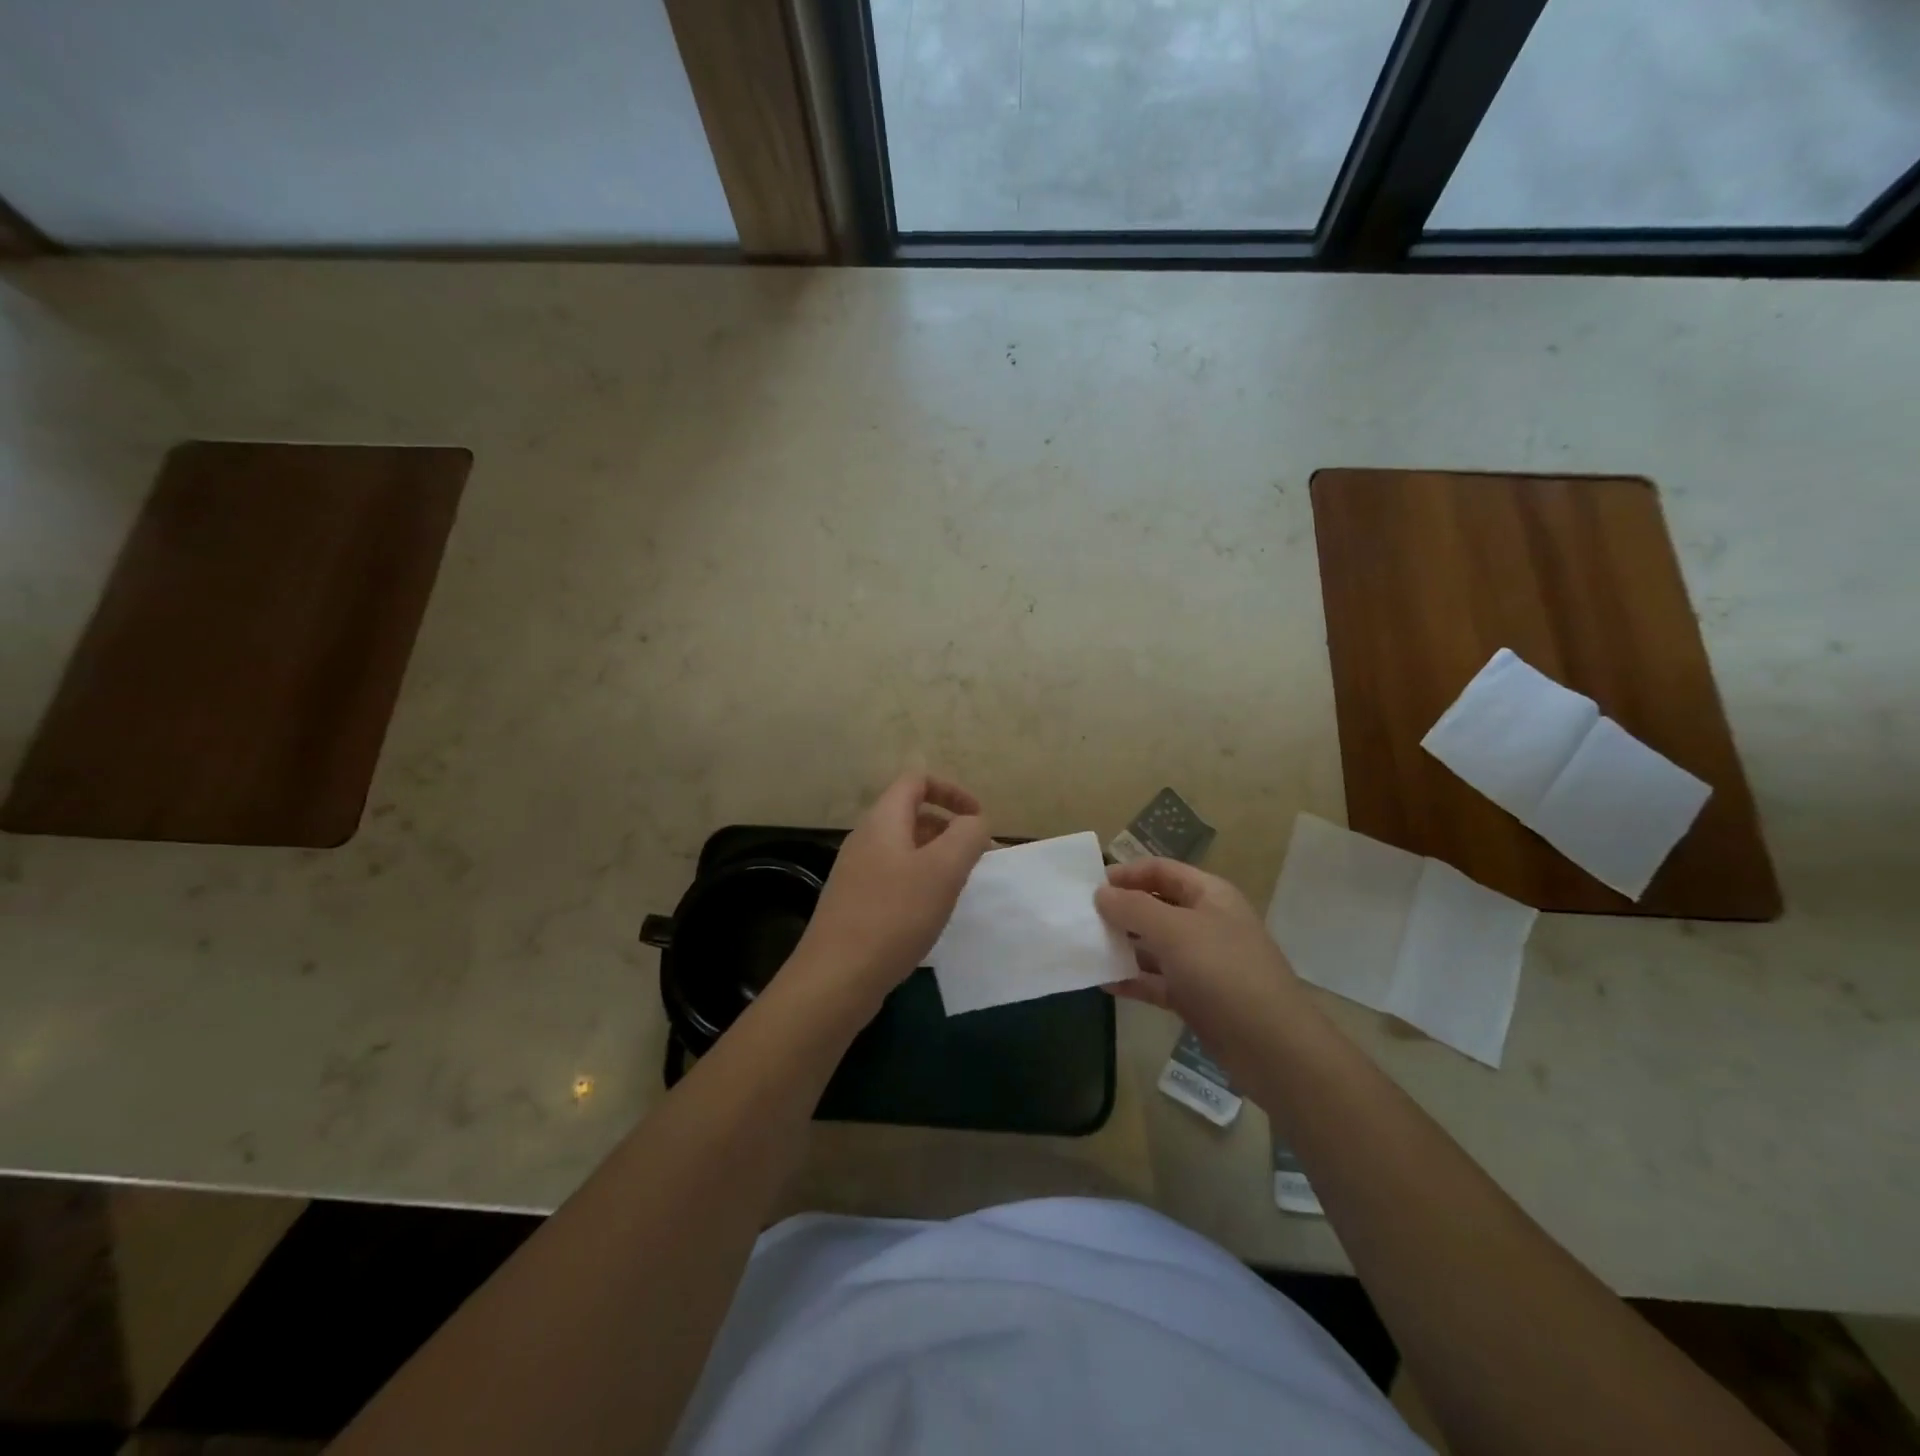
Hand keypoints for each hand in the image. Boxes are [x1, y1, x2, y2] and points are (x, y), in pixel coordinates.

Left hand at [795, 772, 990, 1005]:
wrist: (836, 977)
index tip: (979, 820)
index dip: (952, 791)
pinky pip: (895, 877)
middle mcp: (866, 839)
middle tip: (977, 859)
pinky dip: (920, 882)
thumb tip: (975, 822)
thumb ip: (967, 836)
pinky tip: (931, 913)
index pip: (916, 781)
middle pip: (912, 814)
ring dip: (937, 858)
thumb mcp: (943, 870)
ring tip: (959, 887)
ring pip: (905, 848)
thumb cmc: (894, 915)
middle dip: (950, 829)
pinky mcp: (855, 902)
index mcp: (883, 820)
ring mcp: (856, 872)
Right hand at [1094, 857, 1304, 1064]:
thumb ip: (1134, 908)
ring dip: (1123, 946)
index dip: (1127, 873)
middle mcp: (1206, 922)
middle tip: (1082, 919)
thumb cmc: (1223, 973)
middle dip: (1121, 910)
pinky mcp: (1196, 997)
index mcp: (1209, 895)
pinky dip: (1133, 980)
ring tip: (1085, 948)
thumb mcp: (1175, 931)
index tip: (1090, 886)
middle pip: (1156, 906)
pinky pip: (1157, 981)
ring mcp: (1202, 962)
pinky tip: (1103, 983)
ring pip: (1154, 945)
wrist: (1272, 1047)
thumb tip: (1101, 893)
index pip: (1161, 870)